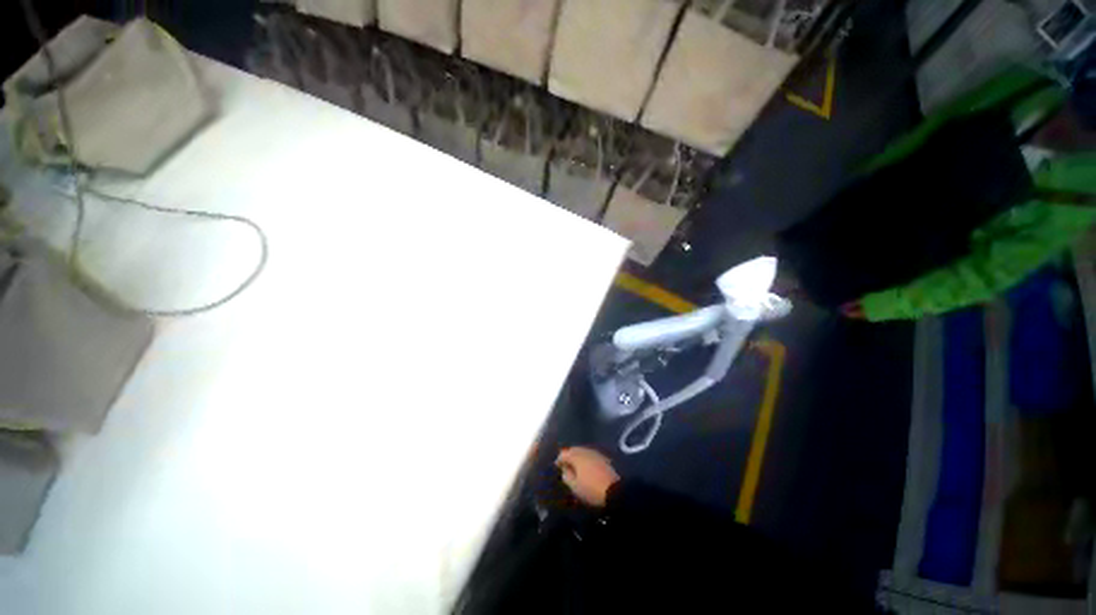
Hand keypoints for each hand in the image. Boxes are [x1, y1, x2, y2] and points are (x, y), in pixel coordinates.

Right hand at [555, 447, 619, 507]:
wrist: (614, 490)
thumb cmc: (591, 489)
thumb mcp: (575, 487)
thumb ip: (567, 476)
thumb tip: (564, 470)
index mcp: (576, 456)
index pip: (563, 454)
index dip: (559, 460)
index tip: (557, 467)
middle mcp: (585, 451)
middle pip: (573, 449)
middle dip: (568, 456)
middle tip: (565, 465)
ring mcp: (595, 453)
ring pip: (583, 451)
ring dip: (577, 456)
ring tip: (575, 466)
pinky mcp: (603, 458)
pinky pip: (590, 455)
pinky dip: (586, 459)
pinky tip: (586, 466)